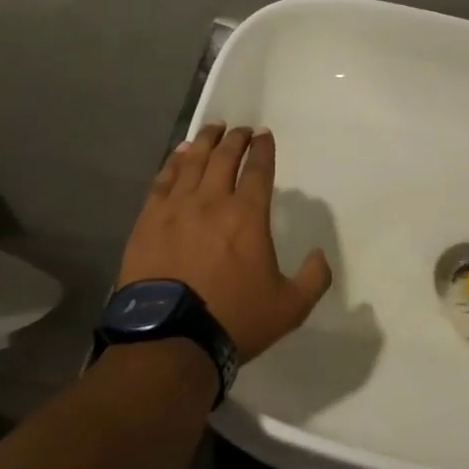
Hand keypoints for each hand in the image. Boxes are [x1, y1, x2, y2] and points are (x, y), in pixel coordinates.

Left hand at [118, 123, 332, 362]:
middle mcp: (212, 200)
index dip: (263, 148)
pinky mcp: (148, 220)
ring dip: (205, 142)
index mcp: (247, 215)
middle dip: (236, 139)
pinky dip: (174, 162)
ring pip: (193, 162)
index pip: (258, 169)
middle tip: (240, 129)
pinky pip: (163, 180)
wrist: (169, 339)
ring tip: (212, 129)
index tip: (264, 134)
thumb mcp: (290, 307)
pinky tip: (179, 154)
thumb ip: (313, 278)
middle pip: (224, 157)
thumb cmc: (234, 319)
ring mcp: (176, 208)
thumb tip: (320, 255)